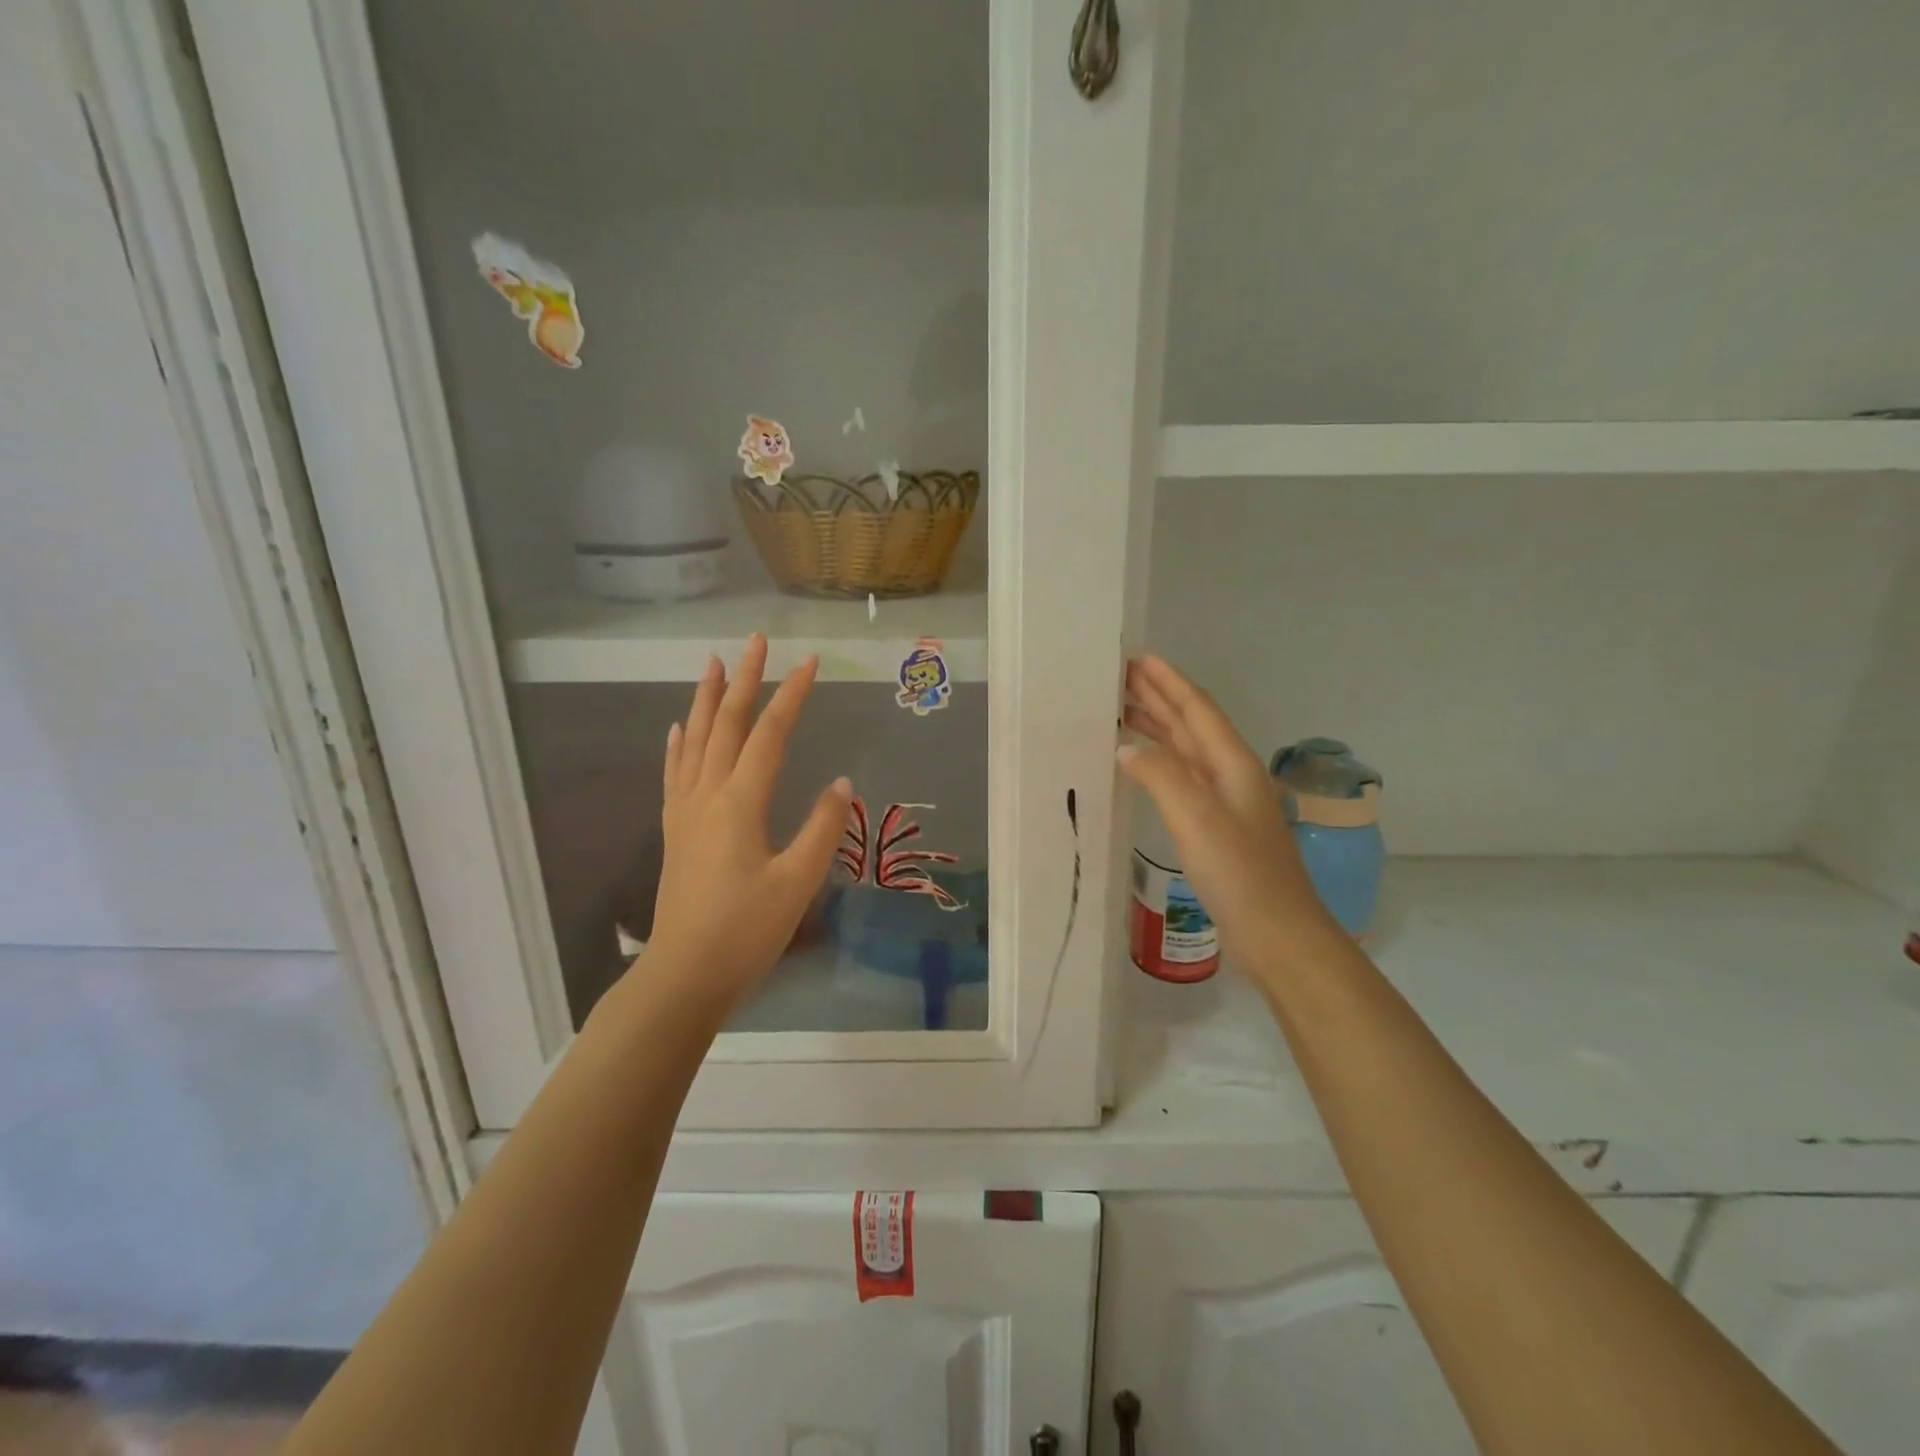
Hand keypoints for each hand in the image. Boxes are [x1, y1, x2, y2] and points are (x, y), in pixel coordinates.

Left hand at [643, 635, 851, 1008]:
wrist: (684, 975)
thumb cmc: (746, 931)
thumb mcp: (797, 882)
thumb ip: (822, 829)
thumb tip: (842, 783)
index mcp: (740, 803)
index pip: (770, 734)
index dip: (791, 696)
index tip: (810, 662)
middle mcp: (708, 795)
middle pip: (727, 725)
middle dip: (744, 680)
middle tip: (755, 641)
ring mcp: (686, 811)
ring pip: (696, 741)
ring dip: (707, 700)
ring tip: (713, 664)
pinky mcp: (676, 830)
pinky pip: (675, 773)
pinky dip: (679, 744)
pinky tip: (680, 727)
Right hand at [1119, 655, 1339, 975]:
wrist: (1277, 933)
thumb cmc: (1240, 874)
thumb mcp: (1196, 819)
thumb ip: (1161, 776)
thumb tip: (1127, 747)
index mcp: (1232, 764)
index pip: (1197, 710)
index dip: (1168, 682)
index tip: (1139, 658)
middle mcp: (1231, 775)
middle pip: (1192, 724)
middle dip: (1160, 697)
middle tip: (1122, 678)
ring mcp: (1225, 801)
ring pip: (1186, 750)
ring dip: (1158, 727)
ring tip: (1123, 711)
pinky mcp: (1216, 826)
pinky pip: (1182, 777)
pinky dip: (1159, 762)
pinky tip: (1142, 765)